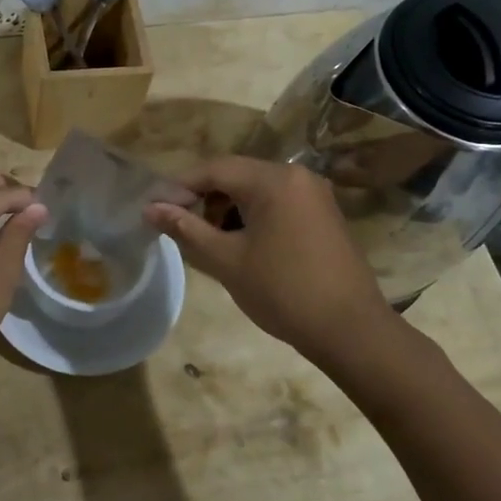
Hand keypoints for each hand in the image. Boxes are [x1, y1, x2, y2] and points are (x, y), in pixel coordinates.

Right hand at [146, 156, 397, 367]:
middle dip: (204, 198)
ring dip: (227, 208)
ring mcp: (314, 194)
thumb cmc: (283, 291)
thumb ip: (186, 228)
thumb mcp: (226, 260)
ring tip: (209, 241)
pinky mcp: (323, 214)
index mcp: (273, 180)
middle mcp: (296, 176)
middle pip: (235, 175)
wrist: (351, 331)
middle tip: (180, 228)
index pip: (214, 169)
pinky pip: (277, 202)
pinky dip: (252, 216)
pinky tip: (242, 245)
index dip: (180, 187)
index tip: (155, 210)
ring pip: (256, 189)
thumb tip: (149, 208)